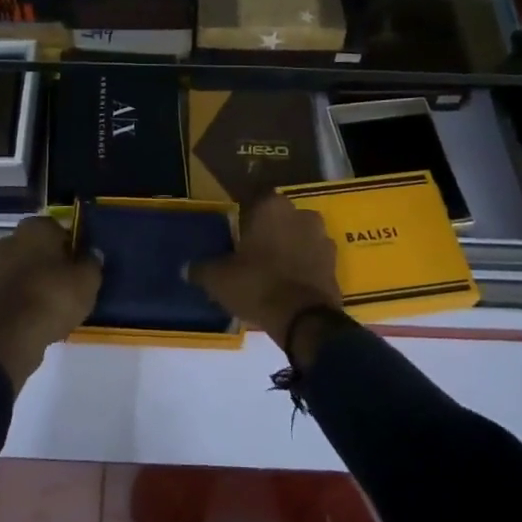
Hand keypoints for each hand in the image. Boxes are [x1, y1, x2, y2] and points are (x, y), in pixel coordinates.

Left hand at [0, 216, 101, 391]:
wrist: (10, 338)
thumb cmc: (53, 297)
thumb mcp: (88, 280)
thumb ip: (92, 262)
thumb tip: (92, 254)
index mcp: (34, 226)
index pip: (59, 228)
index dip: (72, 246)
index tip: (81, 265)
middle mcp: (10, 239)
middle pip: (39, 248)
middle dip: (52, 262)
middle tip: (70, 284)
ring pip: (24, 269)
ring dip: (37, 280)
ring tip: (55, 304)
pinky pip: (13, 290)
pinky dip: (24, 298)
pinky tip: (38, 316)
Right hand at [187, 194, 343, 350]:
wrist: (304, 320)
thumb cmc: (257, 285)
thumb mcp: (219, 279)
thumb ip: (202, 269)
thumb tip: (186, 268)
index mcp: (271, 206)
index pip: (253, 201)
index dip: (243, 218)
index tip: (235, 236)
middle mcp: (301, 213)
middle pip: (279, 218)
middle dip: (268, 232)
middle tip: (251, 254)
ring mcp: (322, 237)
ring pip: (299, 237)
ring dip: (289, 248)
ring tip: (272, 271)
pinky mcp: (335, 263)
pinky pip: (313, 259)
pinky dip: (303, 268)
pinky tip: (290, 285)